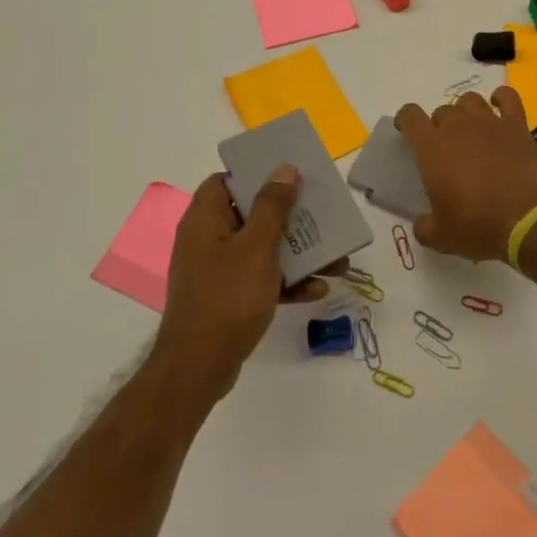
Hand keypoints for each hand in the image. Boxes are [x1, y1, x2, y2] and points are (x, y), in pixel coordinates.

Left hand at [157, 167, 340, 400]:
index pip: (226, 181)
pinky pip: (262, 278)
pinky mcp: (230, 297)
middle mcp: (208, 240)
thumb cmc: (228, 297)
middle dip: (291, 217)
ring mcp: (218, 270)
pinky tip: (318, 290)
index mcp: (206, 220)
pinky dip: (288, 281)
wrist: (200, 367)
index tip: (289, 176)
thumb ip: (273, 207)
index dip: (256, 174)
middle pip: (252, 214)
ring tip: (336, 260)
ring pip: (263, 249)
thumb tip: (284, 169)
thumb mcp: (257, 247)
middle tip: (322, 214)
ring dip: (298, 252)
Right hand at [394, 87, 536, 261]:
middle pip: (442, 111)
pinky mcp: (517, 125)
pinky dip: (501, 98)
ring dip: (465, 111)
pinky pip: (508, 97)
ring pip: (470, 100)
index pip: (410, 116)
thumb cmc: (477, 226)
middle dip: (440, 126)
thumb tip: (423, 222)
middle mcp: (458, 127)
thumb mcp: (440, 236)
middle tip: (447, 149)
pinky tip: (499, 107)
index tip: (408, 131)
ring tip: (471, 129)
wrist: (526, 220)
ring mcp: (489, 122)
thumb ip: (424, 225)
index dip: (406, 120)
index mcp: (432, 149)